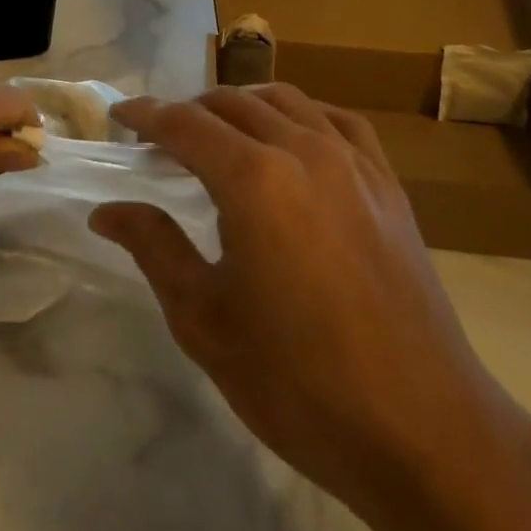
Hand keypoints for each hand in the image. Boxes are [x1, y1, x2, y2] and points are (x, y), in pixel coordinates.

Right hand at [91, 84, 517, 514]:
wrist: (423, 429)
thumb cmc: (299, 382)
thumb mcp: (206, 321)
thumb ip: (153, 249)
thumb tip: (107, 210)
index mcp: (253, 179)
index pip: (184, 124)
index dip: (146, 114)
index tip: (120, 115)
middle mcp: (302, 149)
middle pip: (232, 102)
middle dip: (189, 110)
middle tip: (162, 137)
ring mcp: (352, 160)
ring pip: (284, 100)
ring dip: (241, 104)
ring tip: (219, 130)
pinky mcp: (386, 182)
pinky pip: (336, 120)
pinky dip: (300, 113)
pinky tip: (292, 135)